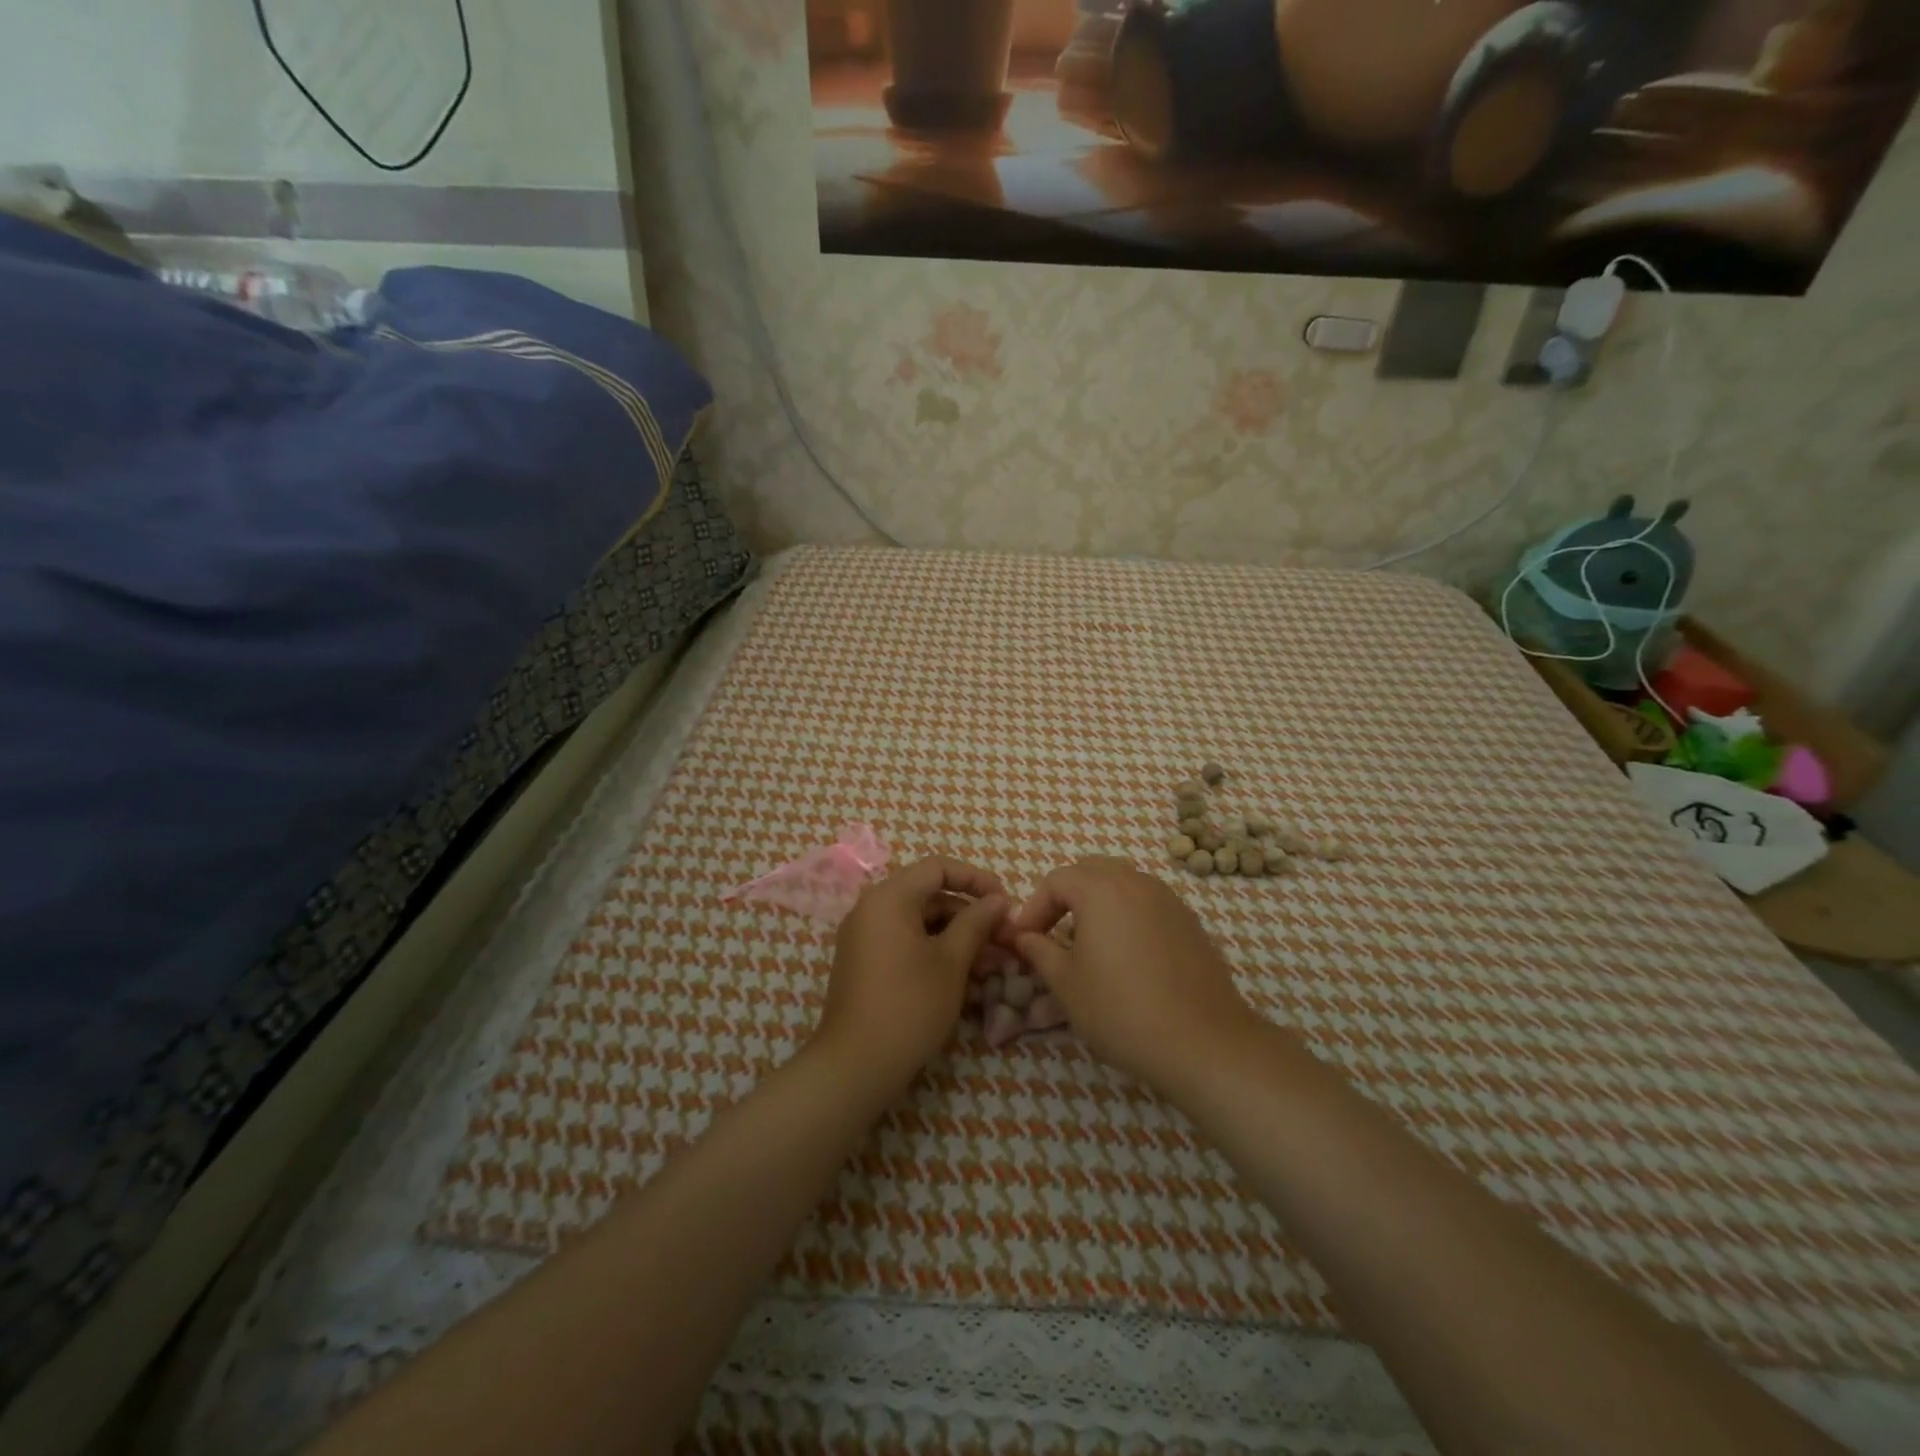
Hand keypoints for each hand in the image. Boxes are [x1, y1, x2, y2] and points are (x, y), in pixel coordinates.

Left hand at [817, 856, 1008, 1091]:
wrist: (855, 1065)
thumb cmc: (910, 1005)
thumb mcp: (952, 962)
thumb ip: (976, 923)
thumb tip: (998, 900)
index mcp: (889, 897)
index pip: (938, 868)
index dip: (976, 879)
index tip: (1005, 901)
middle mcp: (871, 908)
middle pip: (929, 896)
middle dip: (970, 916)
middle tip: (1004, 940)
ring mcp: (864, 936)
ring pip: (919, 923)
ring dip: (957, 938)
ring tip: (992, 965)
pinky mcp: (864, 962)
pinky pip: (904, 943)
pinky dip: (934, 952)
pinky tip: (966, 979)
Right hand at [1009, 857, 1261, 1094]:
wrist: (1203, 1042)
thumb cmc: (1122, 1010)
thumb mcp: (1066, 984)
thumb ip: (1039, 951)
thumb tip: (1024, 937)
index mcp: (1101, 889)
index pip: (1055, 881)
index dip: (1032, 908)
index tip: (1022, 940)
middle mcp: (1136, 881)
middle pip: (1089, 871)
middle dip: (1064, 897)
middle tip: (1050, 932)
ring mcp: (1168, 899)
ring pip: (1122, 883)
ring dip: (1096, 903)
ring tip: (1086, 941)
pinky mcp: (1188, 921)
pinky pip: (1146, 903)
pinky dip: (1126, 915)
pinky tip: (1124, 954)